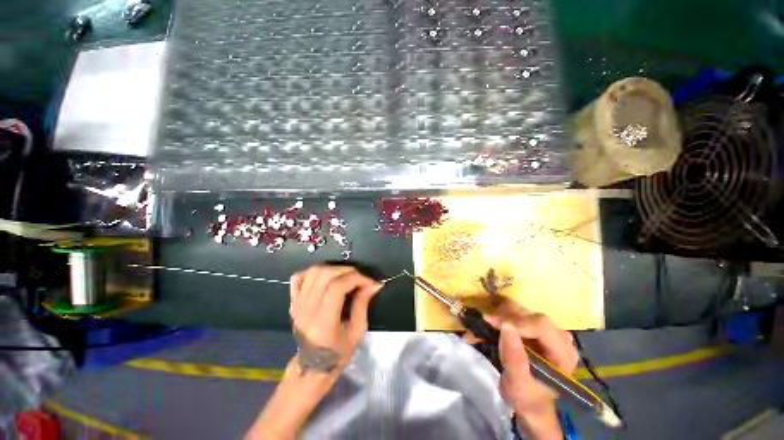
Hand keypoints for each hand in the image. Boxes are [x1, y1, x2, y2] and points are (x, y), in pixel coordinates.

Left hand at [289, 265, 381, 377]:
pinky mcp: (292, 301)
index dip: (356, 278)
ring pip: (313, 272)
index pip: (337, 287)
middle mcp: (306, 311)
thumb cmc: (338, 353)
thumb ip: (363, 303)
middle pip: (324, 275)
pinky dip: (313, 272)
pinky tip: (326, 277)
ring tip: (346, 275)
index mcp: (323, 323)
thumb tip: (374, 283)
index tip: (369, 281)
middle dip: (347, 270)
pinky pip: (299, 277)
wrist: (312, 367)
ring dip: (333, 268)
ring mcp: (296, 305)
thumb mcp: (357, 331)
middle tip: (359, 276)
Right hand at [485, 300, 578, 439]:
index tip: (492, 322)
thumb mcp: (518, 385)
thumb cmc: (526, 397)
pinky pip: (520, 313)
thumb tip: (507, 327)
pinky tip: (494, 321)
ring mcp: (550, 331)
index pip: (541, 325)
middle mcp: (560, 337)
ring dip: (503, 313)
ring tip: (488, 321)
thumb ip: (514, 359)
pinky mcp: (538, 327)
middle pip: (531, 315)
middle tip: (487, 321)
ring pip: (524, 310)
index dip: (516, 321)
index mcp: (563, 353)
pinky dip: (504, 314)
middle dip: (507, 316)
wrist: (529, 401)